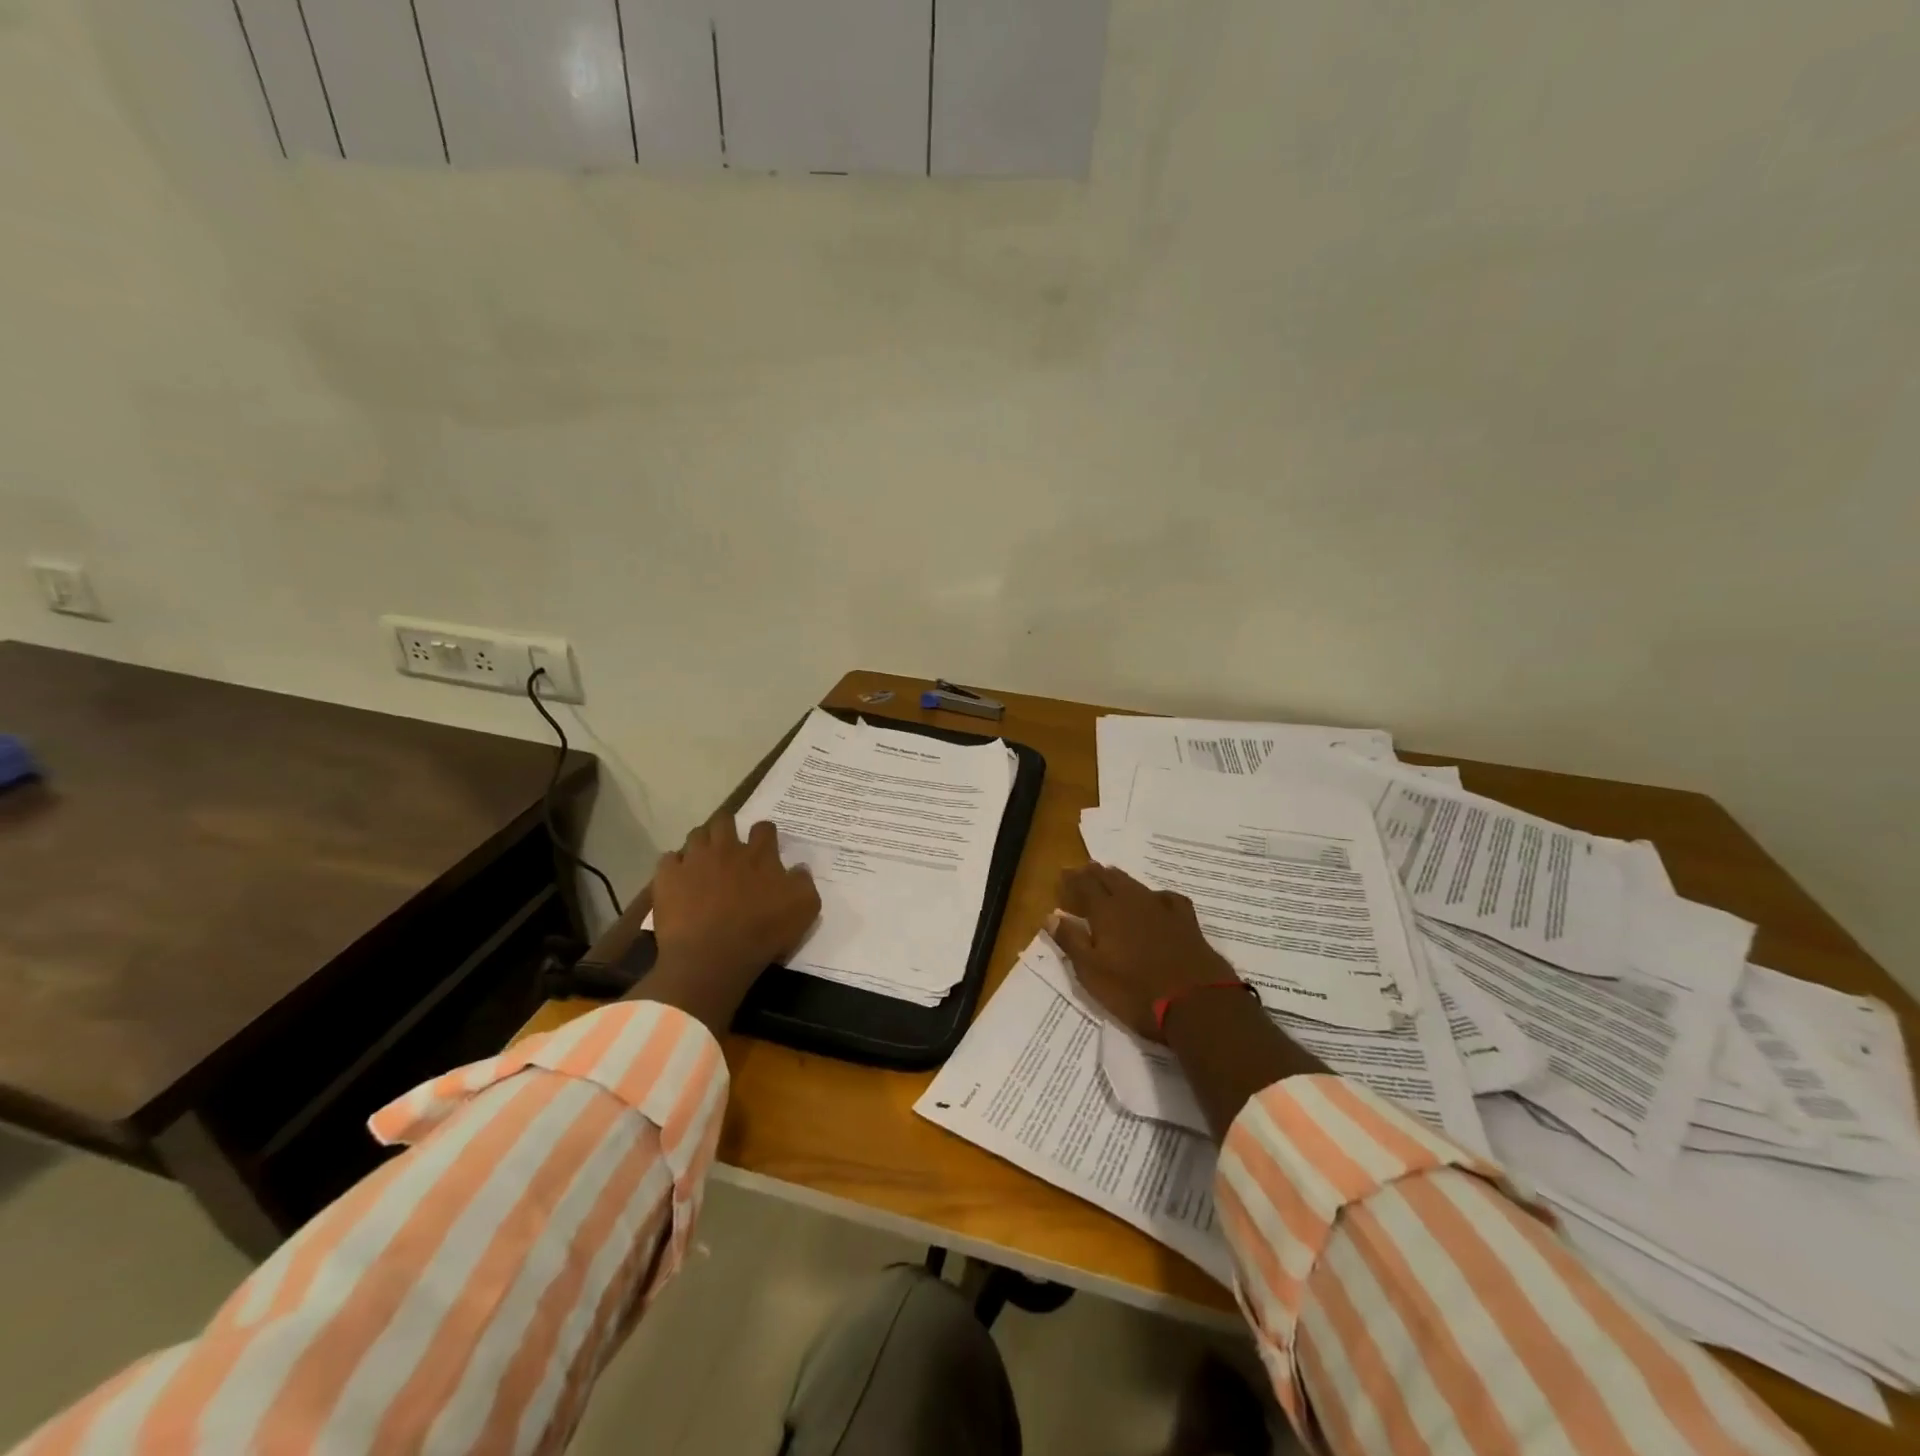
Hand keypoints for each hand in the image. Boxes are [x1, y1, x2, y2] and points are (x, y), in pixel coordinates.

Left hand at [651, 812, 820, 992]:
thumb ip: (804, 882)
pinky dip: (674, 866)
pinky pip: (669, 859)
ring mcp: (694, 861)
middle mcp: (726, 849)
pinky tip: (679, 879)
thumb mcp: (804, 909)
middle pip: (725, 821)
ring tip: (703, 860)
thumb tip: (799, 867)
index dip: (765, 833)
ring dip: (702, 843)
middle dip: (727, 827)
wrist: (712, 956)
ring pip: (696, 835)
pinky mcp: (668, 877)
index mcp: (759, 855)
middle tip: (729, 846)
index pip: (764, 828)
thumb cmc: (762, 932)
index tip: (765, 844)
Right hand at [1046, 864, 1239, 1041]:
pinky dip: (1156, 895)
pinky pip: (1167, 898)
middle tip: (1083, 871)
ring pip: (1136, 884)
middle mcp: (1133, 901)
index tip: (1063, 874)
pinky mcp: (1186, 921)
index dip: (1072, 878)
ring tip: (1110, 877)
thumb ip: (1071, 941)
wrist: (1196, 1004)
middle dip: (1094, 873)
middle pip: (1110, 878)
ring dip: (1119, 879)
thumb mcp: (1092, 972)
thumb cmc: (1134, 992)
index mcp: (1106, 911)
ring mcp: (1162, 909)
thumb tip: (1051, 915)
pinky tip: (1156, 900)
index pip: (1085, 884)